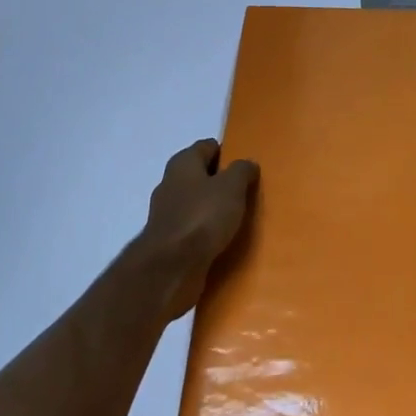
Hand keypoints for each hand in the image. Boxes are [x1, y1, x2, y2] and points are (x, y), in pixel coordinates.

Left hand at [137, 139, 258, 318]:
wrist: (170, 269)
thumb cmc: (202, 217)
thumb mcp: (232, 187)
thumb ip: (242, 171)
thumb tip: (247, 164)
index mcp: (183, 163)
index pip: (207, 147)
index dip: (227, 153)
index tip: (246, 166)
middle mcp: (171, 184)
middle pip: (201, 176)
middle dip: (222, 182)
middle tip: (247, 192)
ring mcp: (168, 214)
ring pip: (197, 204)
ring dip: (215, 209)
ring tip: (240, 218)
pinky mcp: (169, 242)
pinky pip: (194, 229)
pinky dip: (207, 232)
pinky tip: (224, 241)